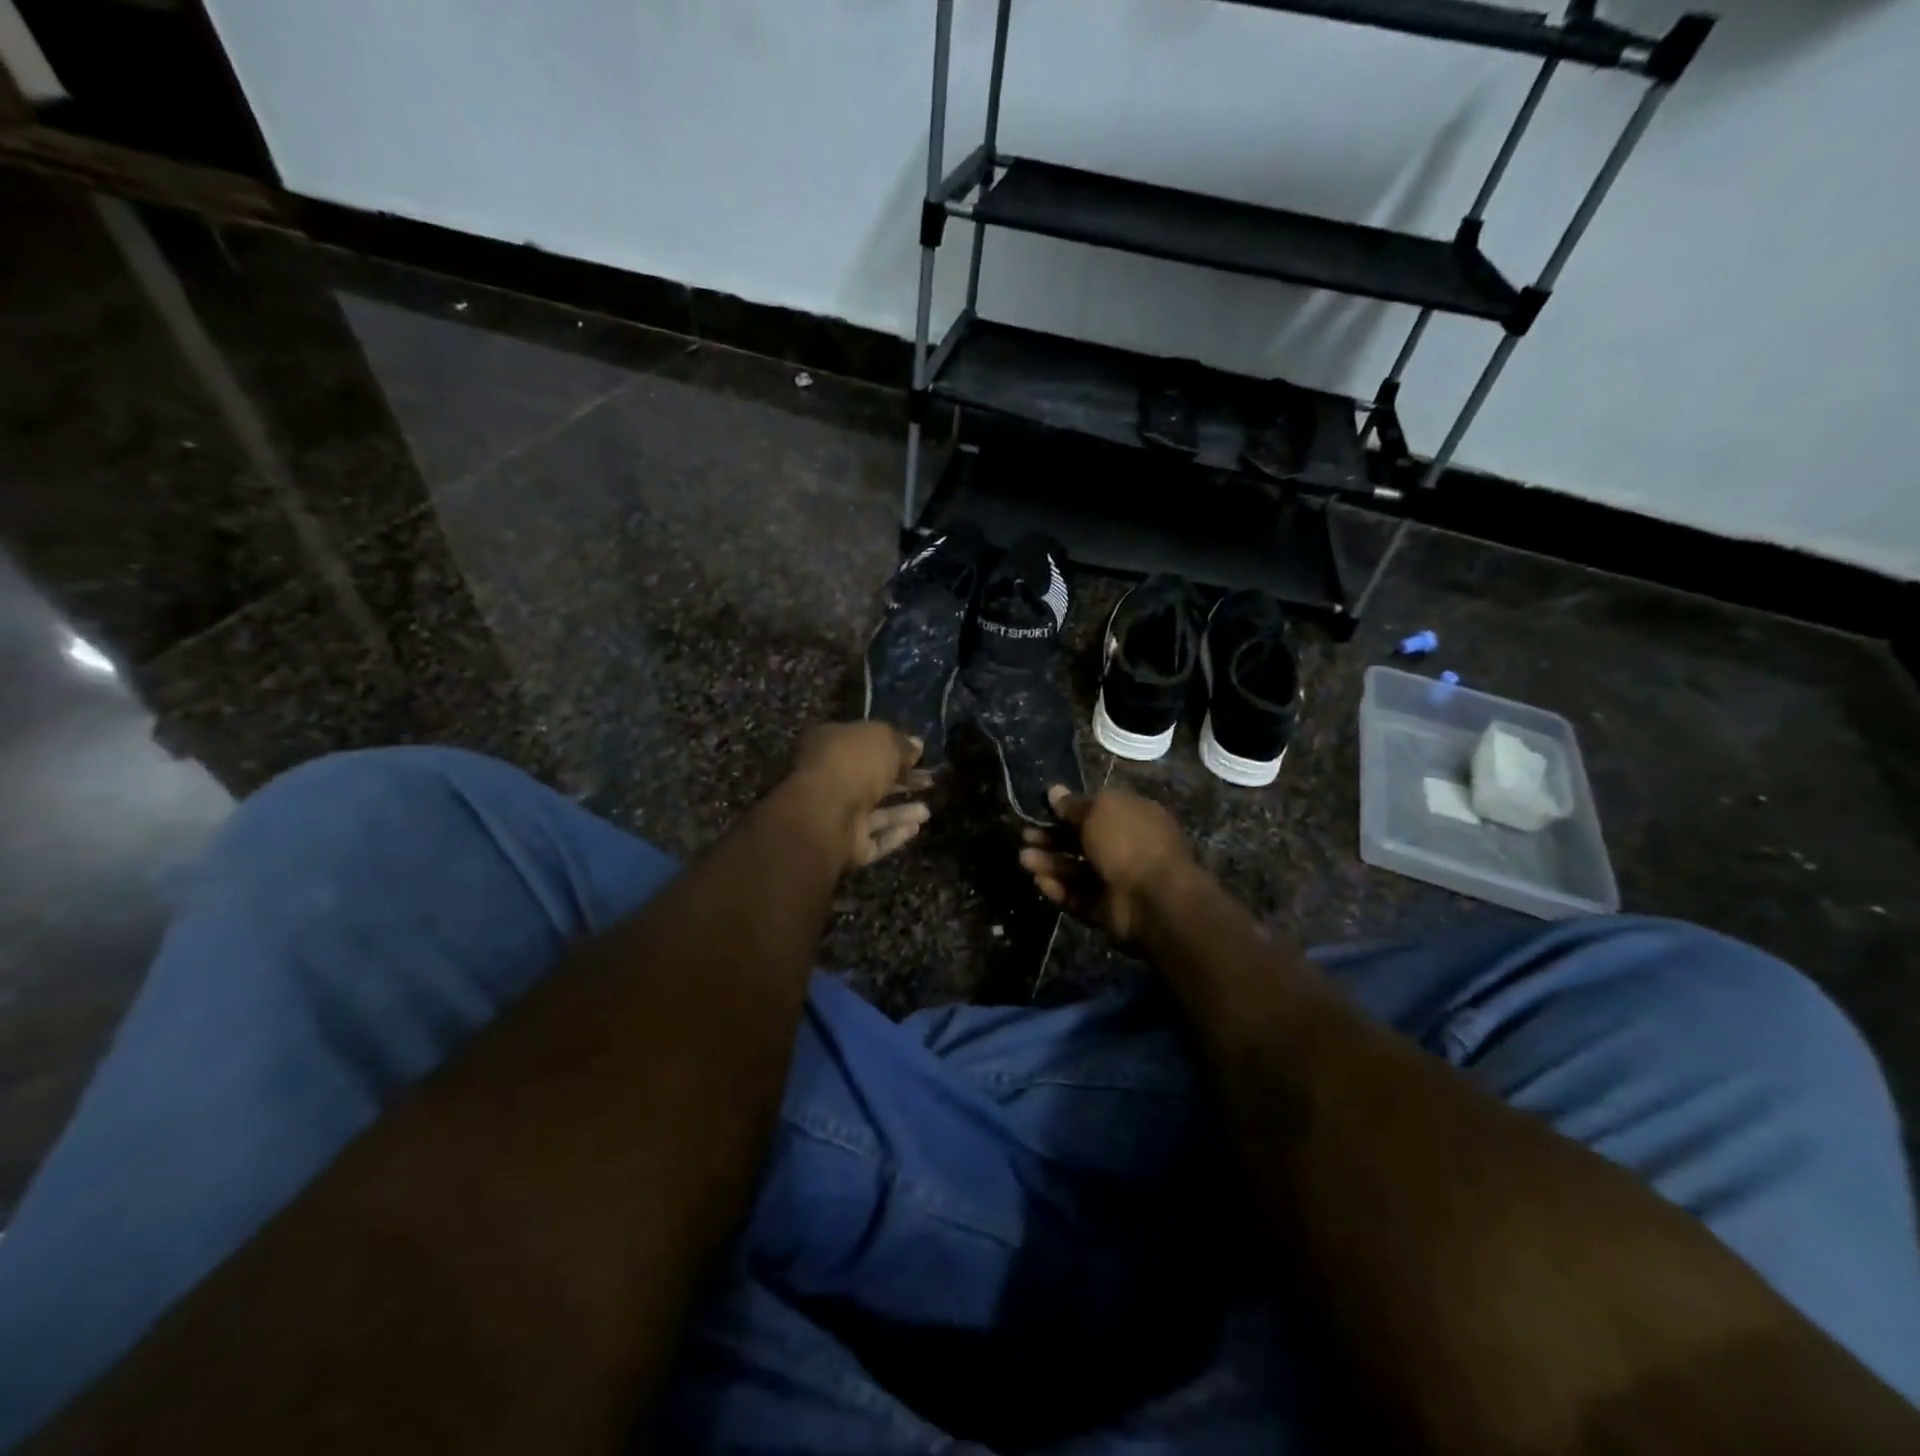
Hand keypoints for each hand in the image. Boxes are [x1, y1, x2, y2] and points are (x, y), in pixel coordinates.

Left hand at [788, 722, 932, 868]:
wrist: (825, 814)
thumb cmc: (853, 764)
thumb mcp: (884, 740)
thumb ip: (901, 743)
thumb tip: (916, 746)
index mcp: (829, 745)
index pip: (863, 744)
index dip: (892, 747)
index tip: (918, 754)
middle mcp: (830, 779)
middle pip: (870, 780)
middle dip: (901, 781)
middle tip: (929, 780)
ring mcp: (836, 816)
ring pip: (874, 813)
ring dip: (901, 811)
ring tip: (927, 810)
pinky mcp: (846, 846)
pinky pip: (875, 839)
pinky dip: (895, 833)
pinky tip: (917, 827)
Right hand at [1018, 784, 1194, 943]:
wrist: (1153, 899)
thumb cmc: (1127, 841)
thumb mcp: (1098, 811)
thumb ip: (1073, 805)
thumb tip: (1054, 791)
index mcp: (1131, 817)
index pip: (1095, 810)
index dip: (1068, 809)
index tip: (1042, 809)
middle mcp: (1125, 846)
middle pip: (1081, 840)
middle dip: (1052, 837)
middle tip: (1025, 835)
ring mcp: (1115, 880)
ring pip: (1075, 870)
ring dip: (1049, 863)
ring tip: (1023, 859)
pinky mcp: (1105, 909)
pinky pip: (1077, 896)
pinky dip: (1059, 889)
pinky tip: (1039, 881)